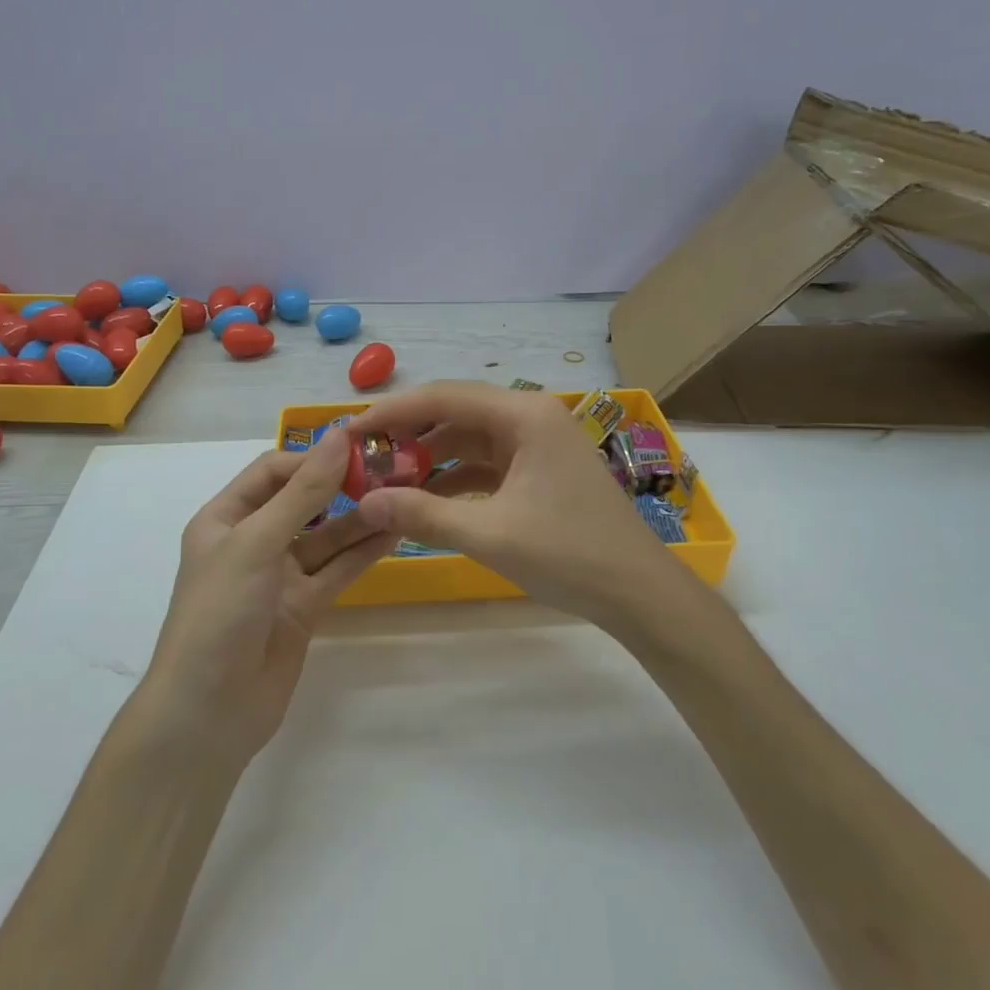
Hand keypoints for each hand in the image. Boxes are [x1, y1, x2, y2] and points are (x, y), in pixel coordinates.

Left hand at [134, 429, 396, 766]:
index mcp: (225, 518)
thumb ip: (302, 492)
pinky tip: (395, 532)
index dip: (312, 458)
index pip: (272, 472)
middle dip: (342, 485)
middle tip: (392, 470)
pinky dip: (362, 552)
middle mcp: (252, 541)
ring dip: (360, 518)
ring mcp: (279, 576)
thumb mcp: (256, 543)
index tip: (358, 449)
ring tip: (404, 496)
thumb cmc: (220, 614)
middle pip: (302, 501)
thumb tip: (338, 435)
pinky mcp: (302, 607)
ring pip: (326, 536)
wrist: (208, 713)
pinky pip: (336, 570)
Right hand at [348, 381, 680, 623]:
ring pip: (469, 439)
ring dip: (429, 459)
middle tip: (362, 459)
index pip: (443, 397)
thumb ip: (422, 514)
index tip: (349, 432)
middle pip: (455, 413)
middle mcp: (530, 416)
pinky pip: (486, 463)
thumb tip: (363, 503)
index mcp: (523, 414)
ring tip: (385, 481)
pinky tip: (425, 499)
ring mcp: (538, 442)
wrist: (640, 593)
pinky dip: (454, 478)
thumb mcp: (489, 535)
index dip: (391, 412)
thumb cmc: (569, 554)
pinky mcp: (540, 469)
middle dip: (408, 436)